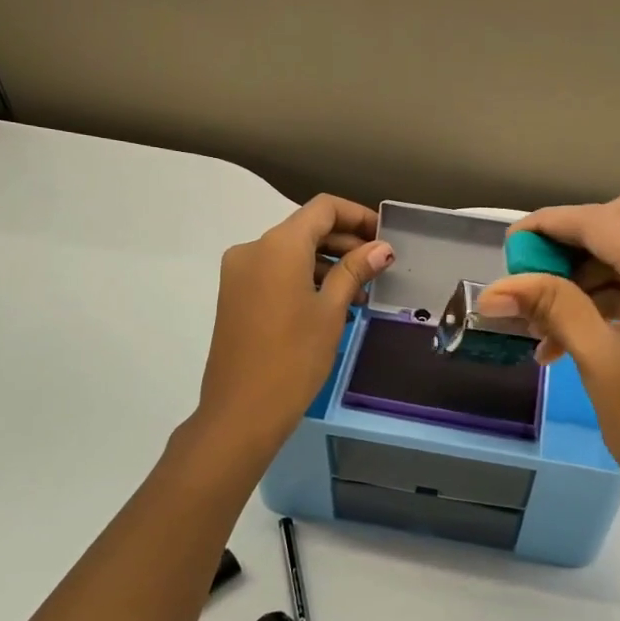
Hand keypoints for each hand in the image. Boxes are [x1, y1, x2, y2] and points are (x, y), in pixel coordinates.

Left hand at [195, 195, 392, 457]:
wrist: (241, 411)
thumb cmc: (294, 358)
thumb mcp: (331, 311)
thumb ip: (355, 271)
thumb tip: (382, 248)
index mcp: (278, 245)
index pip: (323, 208)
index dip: (357, 216)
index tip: (384, 237)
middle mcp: (253, 249)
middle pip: (306, 229)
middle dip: (344, 243)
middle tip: (378, 269)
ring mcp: (239, 273)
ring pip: (290, 253)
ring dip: (326, 265)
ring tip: (360, 295)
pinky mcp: (235, 296)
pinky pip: (275, 273)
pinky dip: (304, 279)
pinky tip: (331, 306)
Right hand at [479, 194, 619, 564]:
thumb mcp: (598, 362)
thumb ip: (551, 306)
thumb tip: (492, 290)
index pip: (599, 221)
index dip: (549, 226)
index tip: (510, 244)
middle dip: (576, 242)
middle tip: (535, 279)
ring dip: (601, 268)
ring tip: (554, 320)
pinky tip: (592, 323)